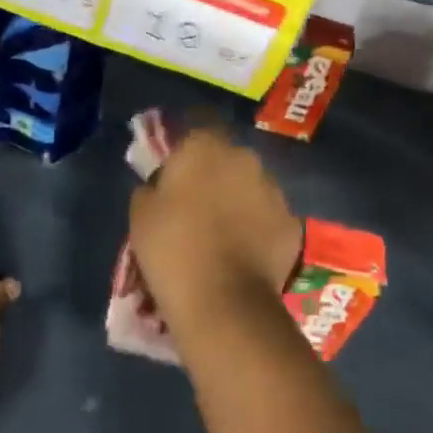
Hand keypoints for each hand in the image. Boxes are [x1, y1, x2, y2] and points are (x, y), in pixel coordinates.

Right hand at [128, 124, 301, 337]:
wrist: (224, 303)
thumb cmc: (173, 249)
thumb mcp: (140, 214)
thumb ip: (150, 187)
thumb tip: (159, 186)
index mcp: (205, 146)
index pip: (195, 129)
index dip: (184, 150)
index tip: (173, 173)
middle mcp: (244, 157)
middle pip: (225, 157)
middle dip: (213, 174)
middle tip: (195, 206)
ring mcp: (273, 189)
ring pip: (250, 186)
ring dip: (238, 200)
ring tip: (222, 234)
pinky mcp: (292, 223)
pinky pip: (268, 218)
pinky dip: (258, 229)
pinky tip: (244, 254)